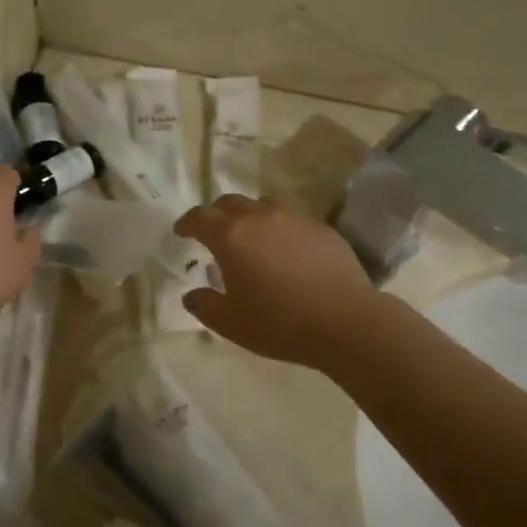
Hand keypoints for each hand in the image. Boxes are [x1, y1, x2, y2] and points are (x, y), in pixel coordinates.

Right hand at [174, 196, 378, 371]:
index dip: (187, 223)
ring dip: (250, 217)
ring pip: (263, 206)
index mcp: (231, 237)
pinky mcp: (322, 228)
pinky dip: (280, 229)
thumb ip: (204, 305)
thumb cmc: (279, 323)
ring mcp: (294, 219)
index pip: (200, 217)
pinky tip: (287, 252)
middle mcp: (260, 218)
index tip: (181, 231)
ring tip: (252, 238)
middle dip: (217, 214)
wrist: (345, 322)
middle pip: (230, 203)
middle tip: (214, 233)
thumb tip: (191, 295)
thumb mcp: (230, 323)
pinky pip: (292, 220)